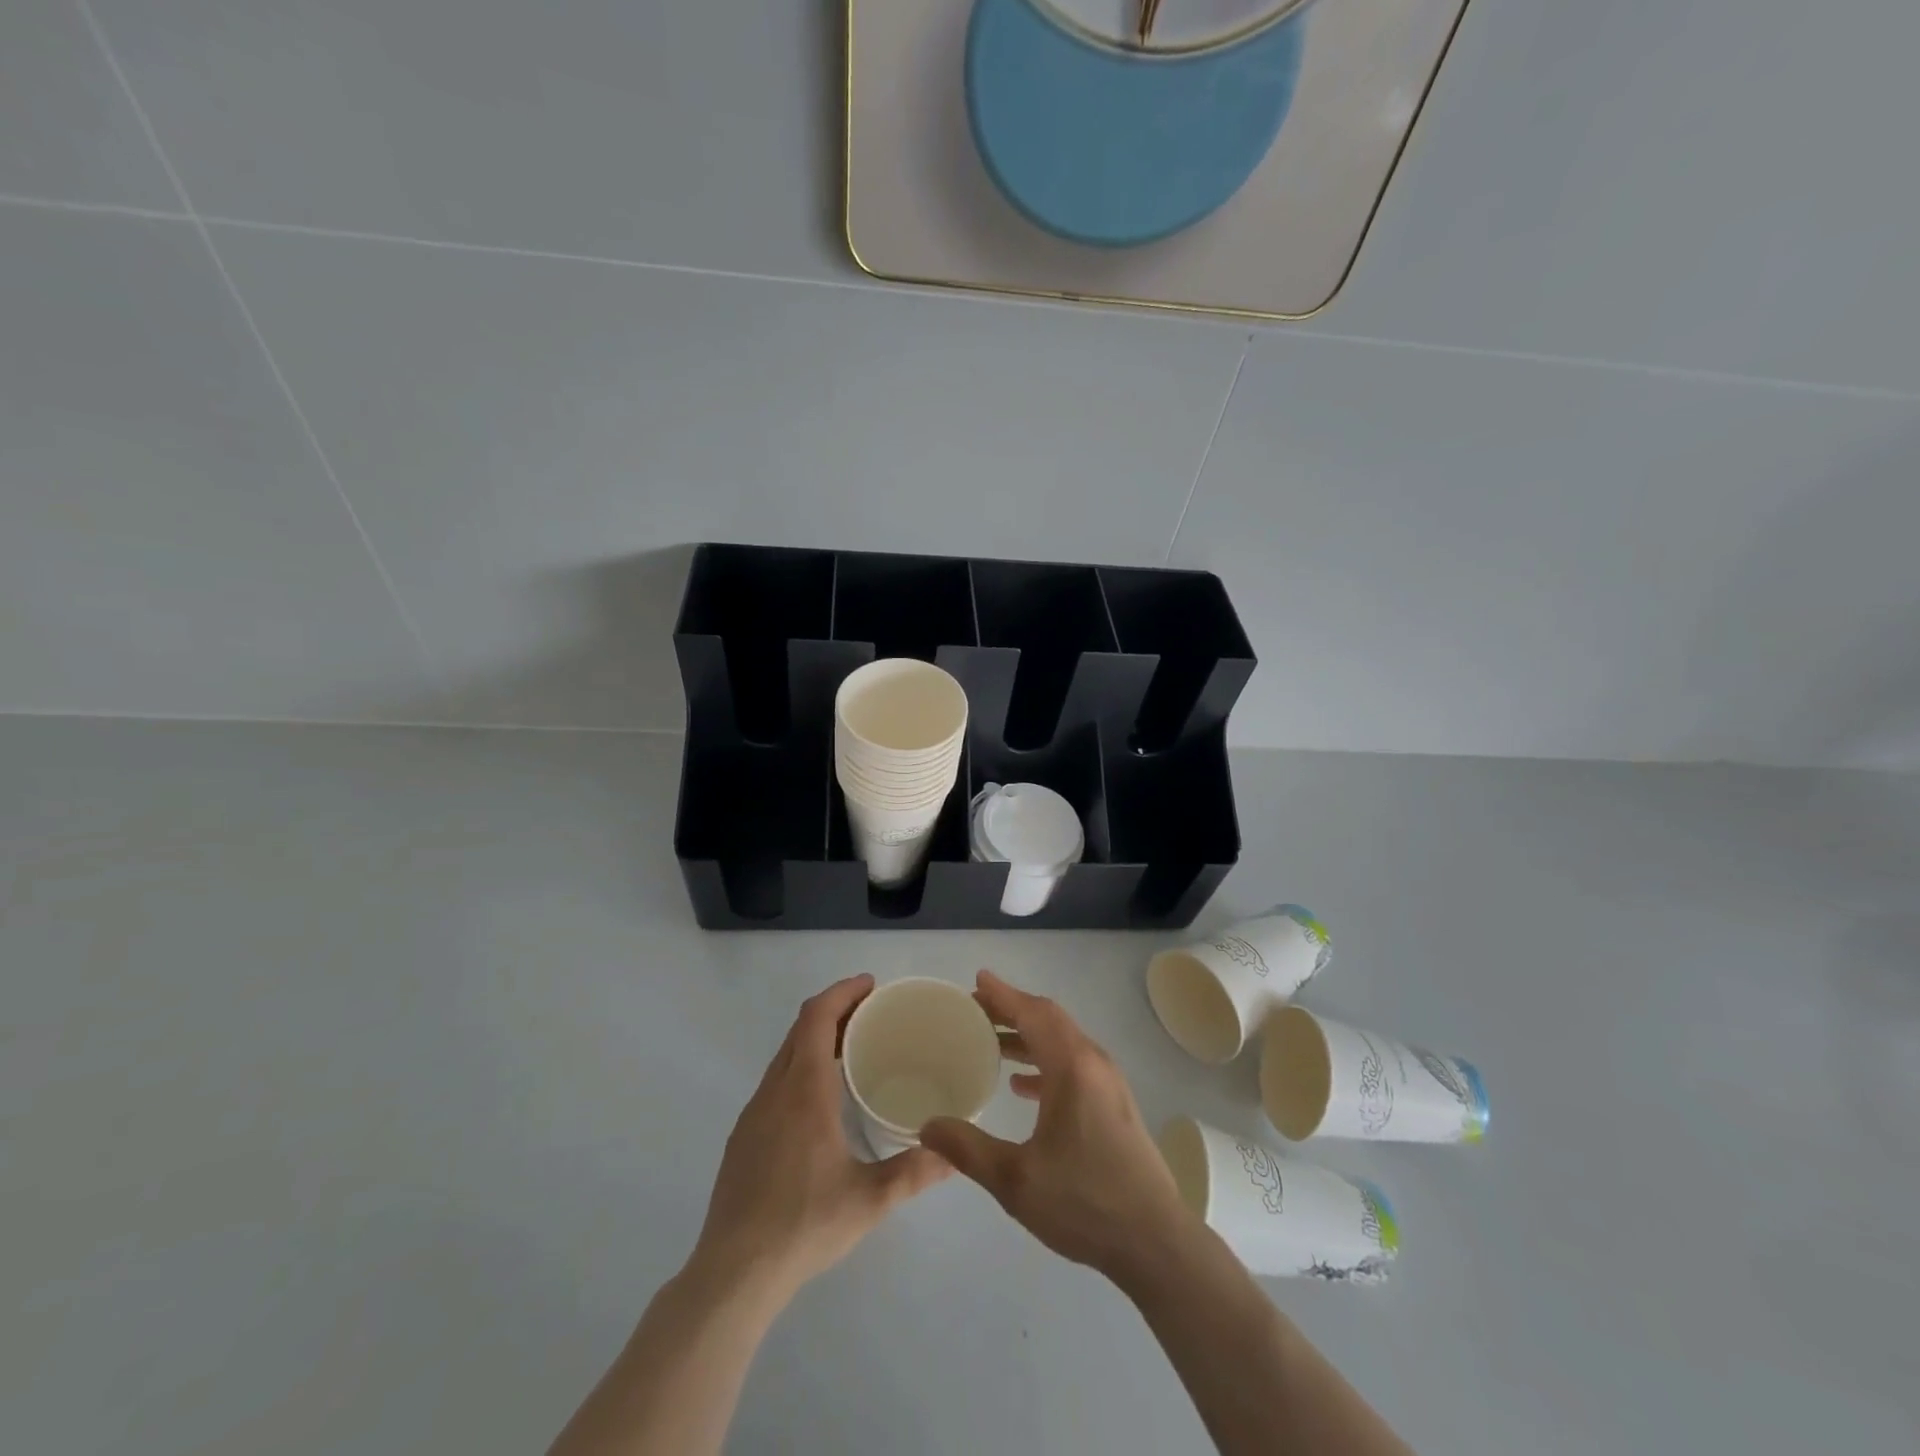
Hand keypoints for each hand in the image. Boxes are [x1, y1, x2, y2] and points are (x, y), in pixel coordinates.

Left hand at [690, 975, 948, 1301]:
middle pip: (800, 1028)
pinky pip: (775, 1080)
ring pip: (785, 1054)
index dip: (842, 992)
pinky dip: (800, 1064)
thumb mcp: (869, 1201)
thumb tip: (953, 1153)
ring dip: (815, 1037)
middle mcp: (775, 1091)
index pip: (817, 1017)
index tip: (871, 985)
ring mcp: (753, 1113)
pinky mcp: (743, 1136)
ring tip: (851, 1047)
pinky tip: (820, 1098)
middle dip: (835, 1009)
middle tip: (871, 1012)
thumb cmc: (803, 1225)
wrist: (733, 1273)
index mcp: (804, 1092)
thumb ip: (914, 1172)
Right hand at [920, 971, 1196, 1283]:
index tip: (977, 980)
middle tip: (975, 1010)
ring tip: (991, 1042)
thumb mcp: (1015, 1180)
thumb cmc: (1084, 1202)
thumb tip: (926, 1127)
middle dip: (1011, 1009)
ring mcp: (1108, 1082)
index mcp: (1071, 1067)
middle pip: (1048, 1019)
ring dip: (1028, 1034)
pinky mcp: (1114, 1103)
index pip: (1033, 1013)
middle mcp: (1093, 1062)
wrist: (1154, 1241)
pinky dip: (1045, 1060)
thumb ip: (968, 1149)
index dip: (1003, 994)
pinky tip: (1023, 1086)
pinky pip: (1074, 1063)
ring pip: (1062, 1041)